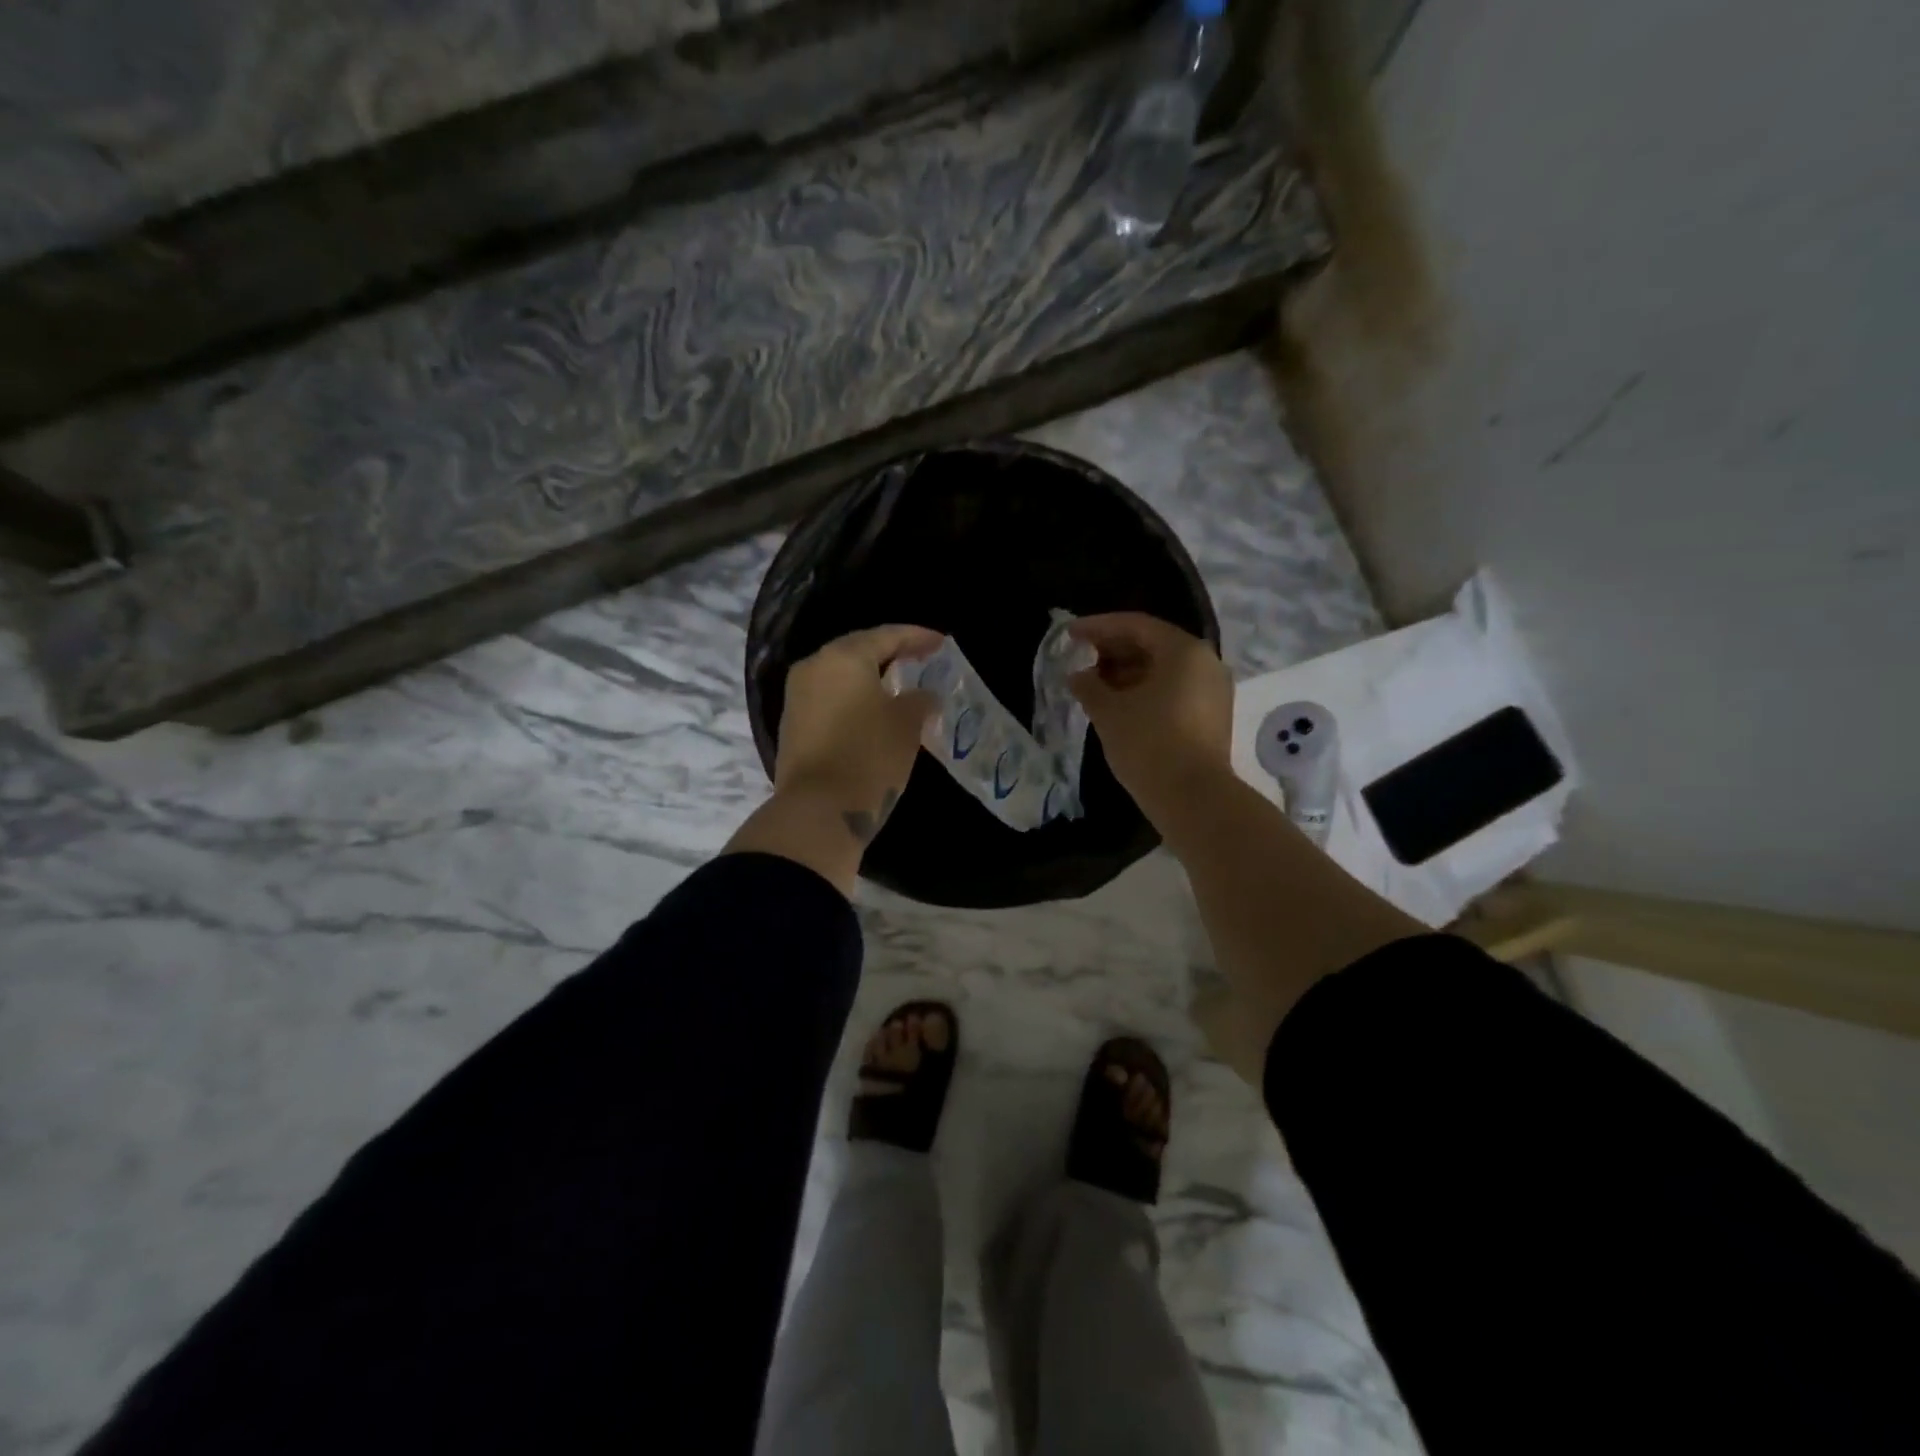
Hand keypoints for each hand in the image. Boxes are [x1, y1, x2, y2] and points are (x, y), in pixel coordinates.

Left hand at [775, 624, 940, 842]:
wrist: (817, 810)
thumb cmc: (869, 757)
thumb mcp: (907, 725)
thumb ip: (919, 700)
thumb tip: (923, 696)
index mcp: (843, 657)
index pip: (886, 635)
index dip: (917, 637)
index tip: (941, 643)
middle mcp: (814, 666)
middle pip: (859, 650)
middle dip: (891, 654)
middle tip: (921, 659)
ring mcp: (798, 695)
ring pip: (841, 675)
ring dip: (871, 677)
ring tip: (900, 685)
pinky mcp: (793, 723)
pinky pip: (830, 697)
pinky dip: (854, 697)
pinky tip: (874, 710)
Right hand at [1068, 612, 1233, 820]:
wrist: (1193, 798)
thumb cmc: (1148, 744)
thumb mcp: (1109, 711)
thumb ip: (1089, 685)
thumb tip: (1077, 675)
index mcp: (1183, 651)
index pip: (1136, 625)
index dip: (1098, 627)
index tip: (1070, 635)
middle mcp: (1205, 663)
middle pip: (1153, 645)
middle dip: (1113, 650)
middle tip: (1080, 658)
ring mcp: (1213, 691)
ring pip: (1164, 670)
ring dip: (1127, 672)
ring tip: (1094, 684)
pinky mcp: (1212, 717)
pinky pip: (1174, 691)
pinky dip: (1145, 691)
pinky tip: (1118, 705)